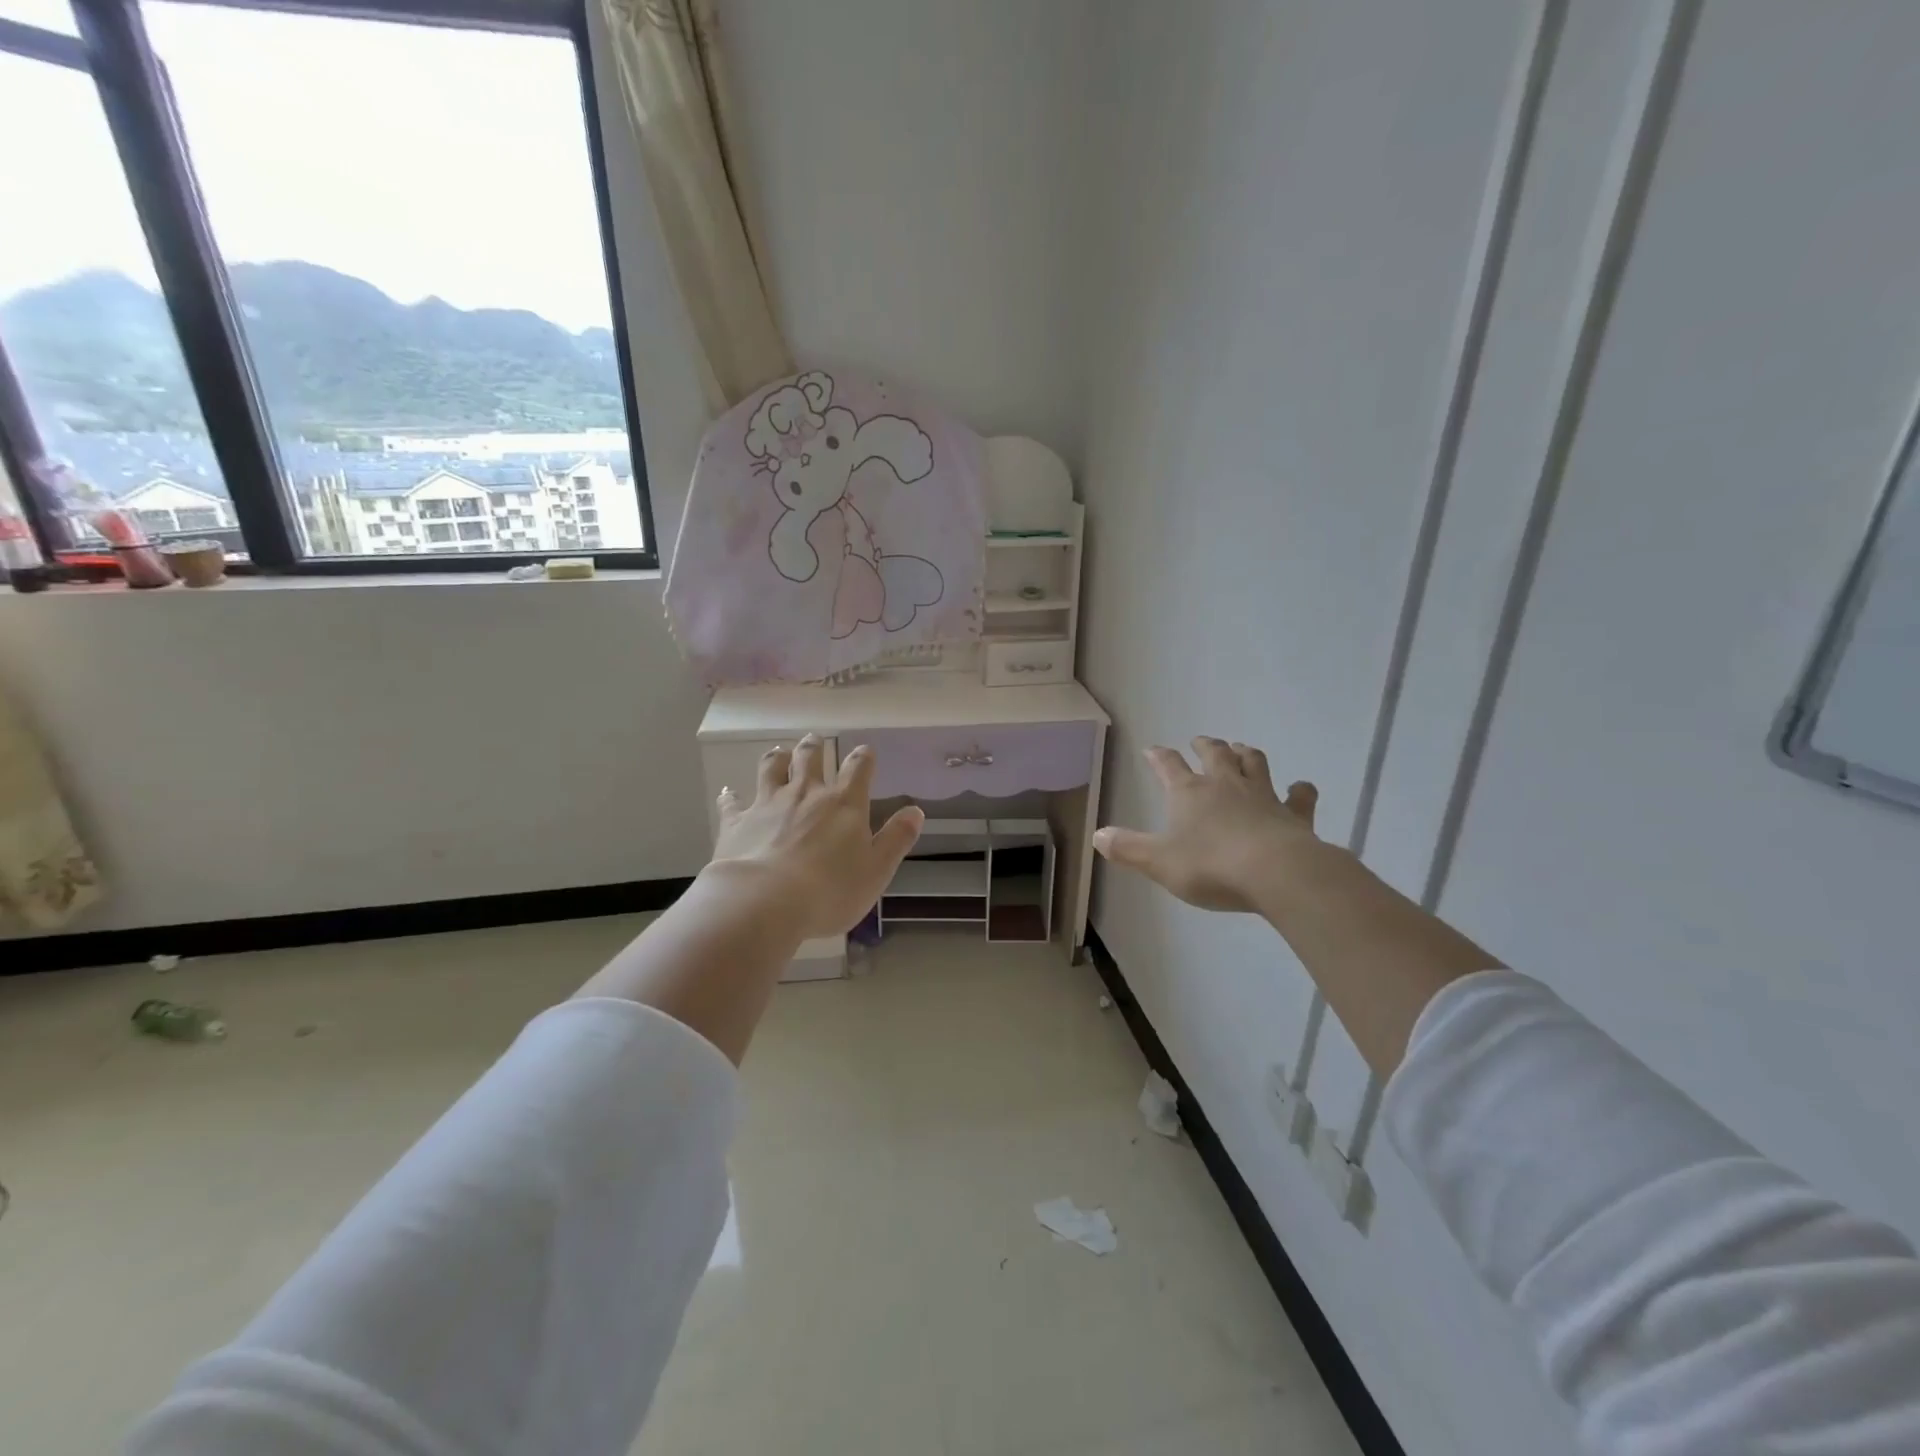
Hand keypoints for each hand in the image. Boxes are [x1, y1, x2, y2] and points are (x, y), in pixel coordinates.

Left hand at [710, 734, 923, 939]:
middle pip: (809, 759)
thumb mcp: (877, 870)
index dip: (863, 758)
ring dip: (776, 759)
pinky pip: (733, 803)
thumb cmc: (830, 890)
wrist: (764, 901)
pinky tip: (729, 793)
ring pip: (771, 769)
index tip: (865, 751)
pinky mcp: (737, 822)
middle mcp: (806, 794)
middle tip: (813, 739)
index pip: (858, 769)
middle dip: (813, 747)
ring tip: (778, 752)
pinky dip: (732, 797)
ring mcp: (768, 804)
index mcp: (843, 804)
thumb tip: (916, 811)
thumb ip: (896, 839)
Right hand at [1094, 737, 1320, 911]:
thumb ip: (1128, 848)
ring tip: (1241, 749)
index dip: (1158, 756)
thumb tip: (1098, 835)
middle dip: (1205, 745)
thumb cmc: (1210, 866)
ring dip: (1246, 753)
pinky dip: (1300, 790)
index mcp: (1189, 793)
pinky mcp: (1294, 814)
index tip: (1152, 749)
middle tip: (1199, 740)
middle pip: (1215, 754)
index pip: (1169, 766)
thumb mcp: (1159, 862)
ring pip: (1254, 763)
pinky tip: (1300, 787)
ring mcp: (1263, 796)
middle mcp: (1225, 785)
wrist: (1276, 873)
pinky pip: (1299, 796)